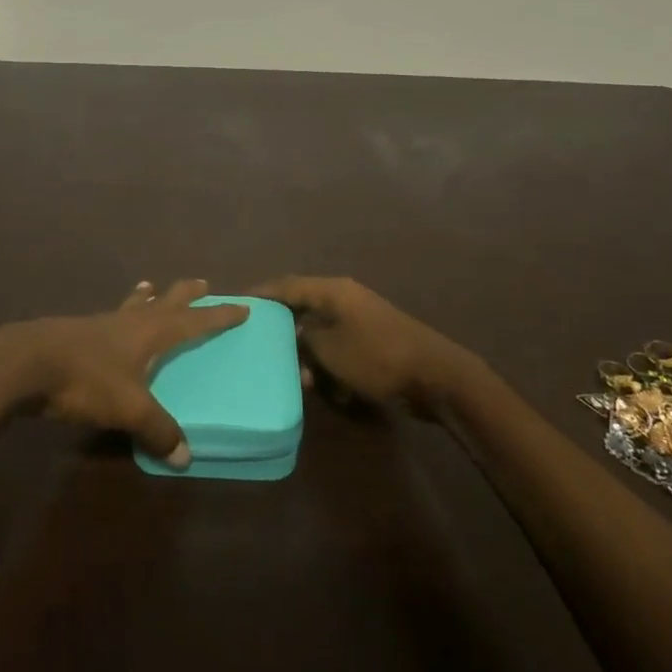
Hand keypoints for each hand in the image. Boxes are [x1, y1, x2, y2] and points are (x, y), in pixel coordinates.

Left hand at [0, 279, 248, 467]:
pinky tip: (109, 320)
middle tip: (202, 282)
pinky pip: (109, 317)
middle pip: (165, 302)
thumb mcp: (127, 408)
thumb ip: (157, 430)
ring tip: (152, 287)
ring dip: (148, 298)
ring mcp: (100, 324)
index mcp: (150, 333)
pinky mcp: (77, 333)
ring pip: (133, 306)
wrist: (25, 363)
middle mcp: (129, 322)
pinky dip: (119, 313)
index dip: (218, 316)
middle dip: (185, 295)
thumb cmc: (85, 379)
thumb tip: (185, 456)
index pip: (194, 321)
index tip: (242, 307)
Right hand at [249, 276, 469, 413]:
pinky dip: (328, 363)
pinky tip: (325, 387)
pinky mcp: (372, 341)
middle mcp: (345, 298)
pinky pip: (338, 347)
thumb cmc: (376, 356)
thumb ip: (303, 337)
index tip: (237, 303)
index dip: (261, 293)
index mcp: (333, 290)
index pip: (286, 285)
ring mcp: (360, 319)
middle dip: (282, 329)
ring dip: (307, 353)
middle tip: (258, 344)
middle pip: (303, 307)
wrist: (434, 376)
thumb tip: (294, 332)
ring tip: (295, 375)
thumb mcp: (328, 348)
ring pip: (320, 331)